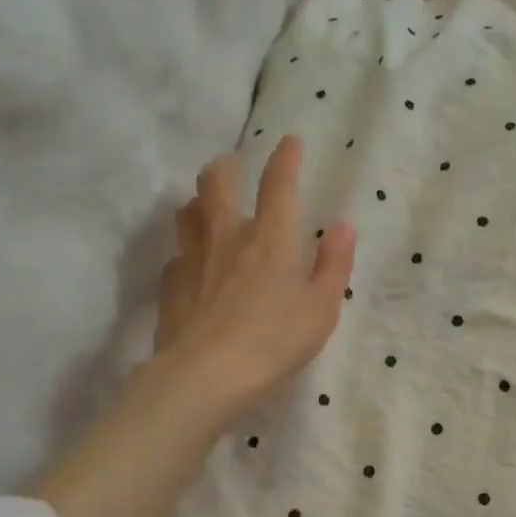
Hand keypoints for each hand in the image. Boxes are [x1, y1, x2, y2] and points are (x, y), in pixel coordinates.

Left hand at [153, 135, 355, 431]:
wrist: (208, 374)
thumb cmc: (276, 340)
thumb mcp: (322, 308)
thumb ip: (334, 264)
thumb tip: (344, 226)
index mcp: (271, 237)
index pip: (279, 183)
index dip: (285, 158)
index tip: (289, 141)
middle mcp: (228, 235)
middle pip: (217, 181)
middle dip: (227, 166)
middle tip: (233, 166)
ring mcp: (193, 257)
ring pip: (188, 211)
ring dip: (200, 201)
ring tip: (209, 209)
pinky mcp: (171, 284)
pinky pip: (177, 254)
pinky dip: (188, 251)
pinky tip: (194, 267)